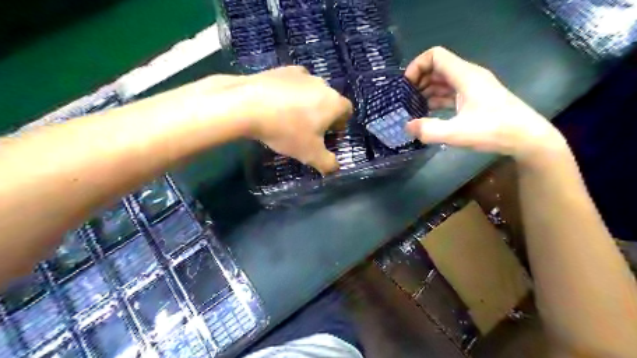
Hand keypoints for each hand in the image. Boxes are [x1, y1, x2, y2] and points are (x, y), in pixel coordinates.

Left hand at [245, 68, 353, 174]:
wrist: (248, 106)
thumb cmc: (286, 131)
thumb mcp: (310, 154)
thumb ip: (328, 164)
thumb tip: (335, 168)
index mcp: (334, 102)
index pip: (347, 112)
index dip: (340, 125)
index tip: (328, 136)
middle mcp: (322, 84)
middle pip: (330, 101)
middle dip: (324, 116)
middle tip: (309, 131)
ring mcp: (301, 73)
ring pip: (311, 91)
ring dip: (307, 104)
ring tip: (291, 118)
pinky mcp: (282, 69)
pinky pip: (293, 84)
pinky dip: (290, 94)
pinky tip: (277, 105)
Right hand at [405, 47, 564, 162]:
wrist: (527, 138)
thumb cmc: (494, 131)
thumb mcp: (457, 133)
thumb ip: (429, 130)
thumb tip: (407, 126)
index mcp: (465, 76)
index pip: (435, 56)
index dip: (417, 66)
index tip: (406, 86)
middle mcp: (468, 76)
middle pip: (437, 67)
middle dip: (419, 81)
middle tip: (406, 100)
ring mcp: (472, 87)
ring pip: (443, 81)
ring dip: (426, 91)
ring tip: (413, 109)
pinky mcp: (474, 98)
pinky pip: (450, 92)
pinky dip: (436, 99)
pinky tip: (428, 113)